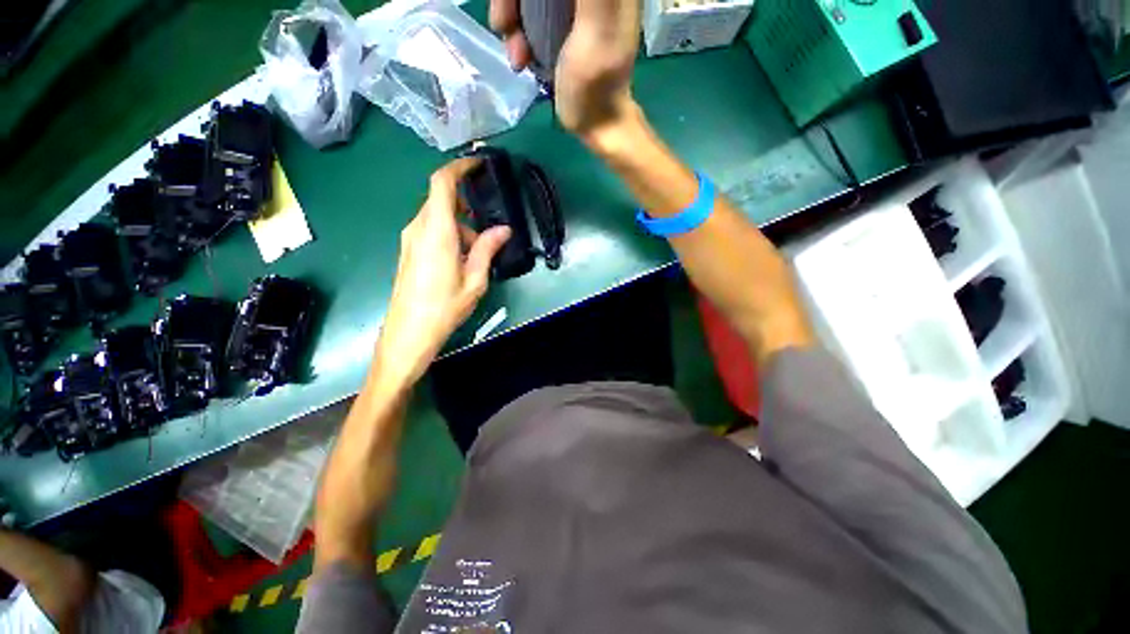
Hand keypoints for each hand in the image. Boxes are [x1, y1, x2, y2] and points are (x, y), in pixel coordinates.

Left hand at [372, 159, 510, 389]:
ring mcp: (410, 240)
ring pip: (437, 218)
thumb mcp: (474, 279)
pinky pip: (430, 231)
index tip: (478, 164)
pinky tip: (462, 260)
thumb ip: (487, 249)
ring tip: (479, 253)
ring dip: (460, 226)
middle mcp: (418, 229)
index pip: (442, 184)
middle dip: (467, 208)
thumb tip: (503, 229)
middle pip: (441, 201)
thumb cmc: (444, 307)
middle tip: (489, 227)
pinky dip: (449, 235)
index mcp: (436, 231)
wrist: (408, 332)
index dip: (459, 168)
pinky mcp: (409, 251)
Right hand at [490, 0, 640, 134]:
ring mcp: (570, 2)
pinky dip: (514, 32)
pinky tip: (519, 58)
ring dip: (509, 15)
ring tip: (516, 51)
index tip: (518, 6)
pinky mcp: (556, 20)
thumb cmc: (596, 86)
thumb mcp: (596, 30)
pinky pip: (523, 10)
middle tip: (505, 22)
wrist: (594, 124)